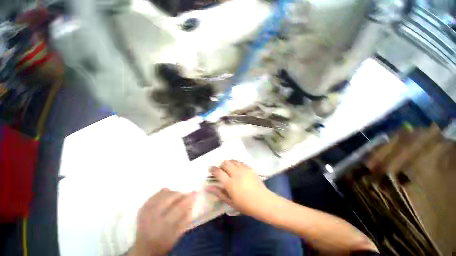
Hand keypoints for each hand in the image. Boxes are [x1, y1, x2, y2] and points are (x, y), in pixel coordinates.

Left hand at [129, 189, 195, 255]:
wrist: (144, 248)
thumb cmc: (164, 243)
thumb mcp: (177, 235)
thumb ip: (186, 219)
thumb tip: (192, 203)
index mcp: (163, 227)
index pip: (178, 208)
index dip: (188, 199)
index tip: (195, 193)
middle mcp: (153, 217)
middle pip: (168, 199)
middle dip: (179, 194)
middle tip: (186, 194)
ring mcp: (146, 212)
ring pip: (161, 195)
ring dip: (172, 193)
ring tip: (177, 195)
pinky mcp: (141, 209)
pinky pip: (153, 196)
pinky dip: (162, 193)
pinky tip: (167, 192)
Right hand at [206, 160, 270, 216]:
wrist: (263, 201)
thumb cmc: (245, 205)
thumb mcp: (230, 201)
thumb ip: (219, 193)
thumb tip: (208, 187)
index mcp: (230, 183)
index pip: (218, 172)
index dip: (213, 169)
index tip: (210, 168)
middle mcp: (236, 173)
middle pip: (225, 163)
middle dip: (221, 165)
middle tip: (221, 170)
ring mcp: (244, 169)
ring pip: (233, 161)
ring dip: (229, 163)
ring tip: (229, 168)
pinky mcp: (249, 168)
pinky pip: (240, 162)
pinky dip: (236, 163)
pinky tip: (237, 168)